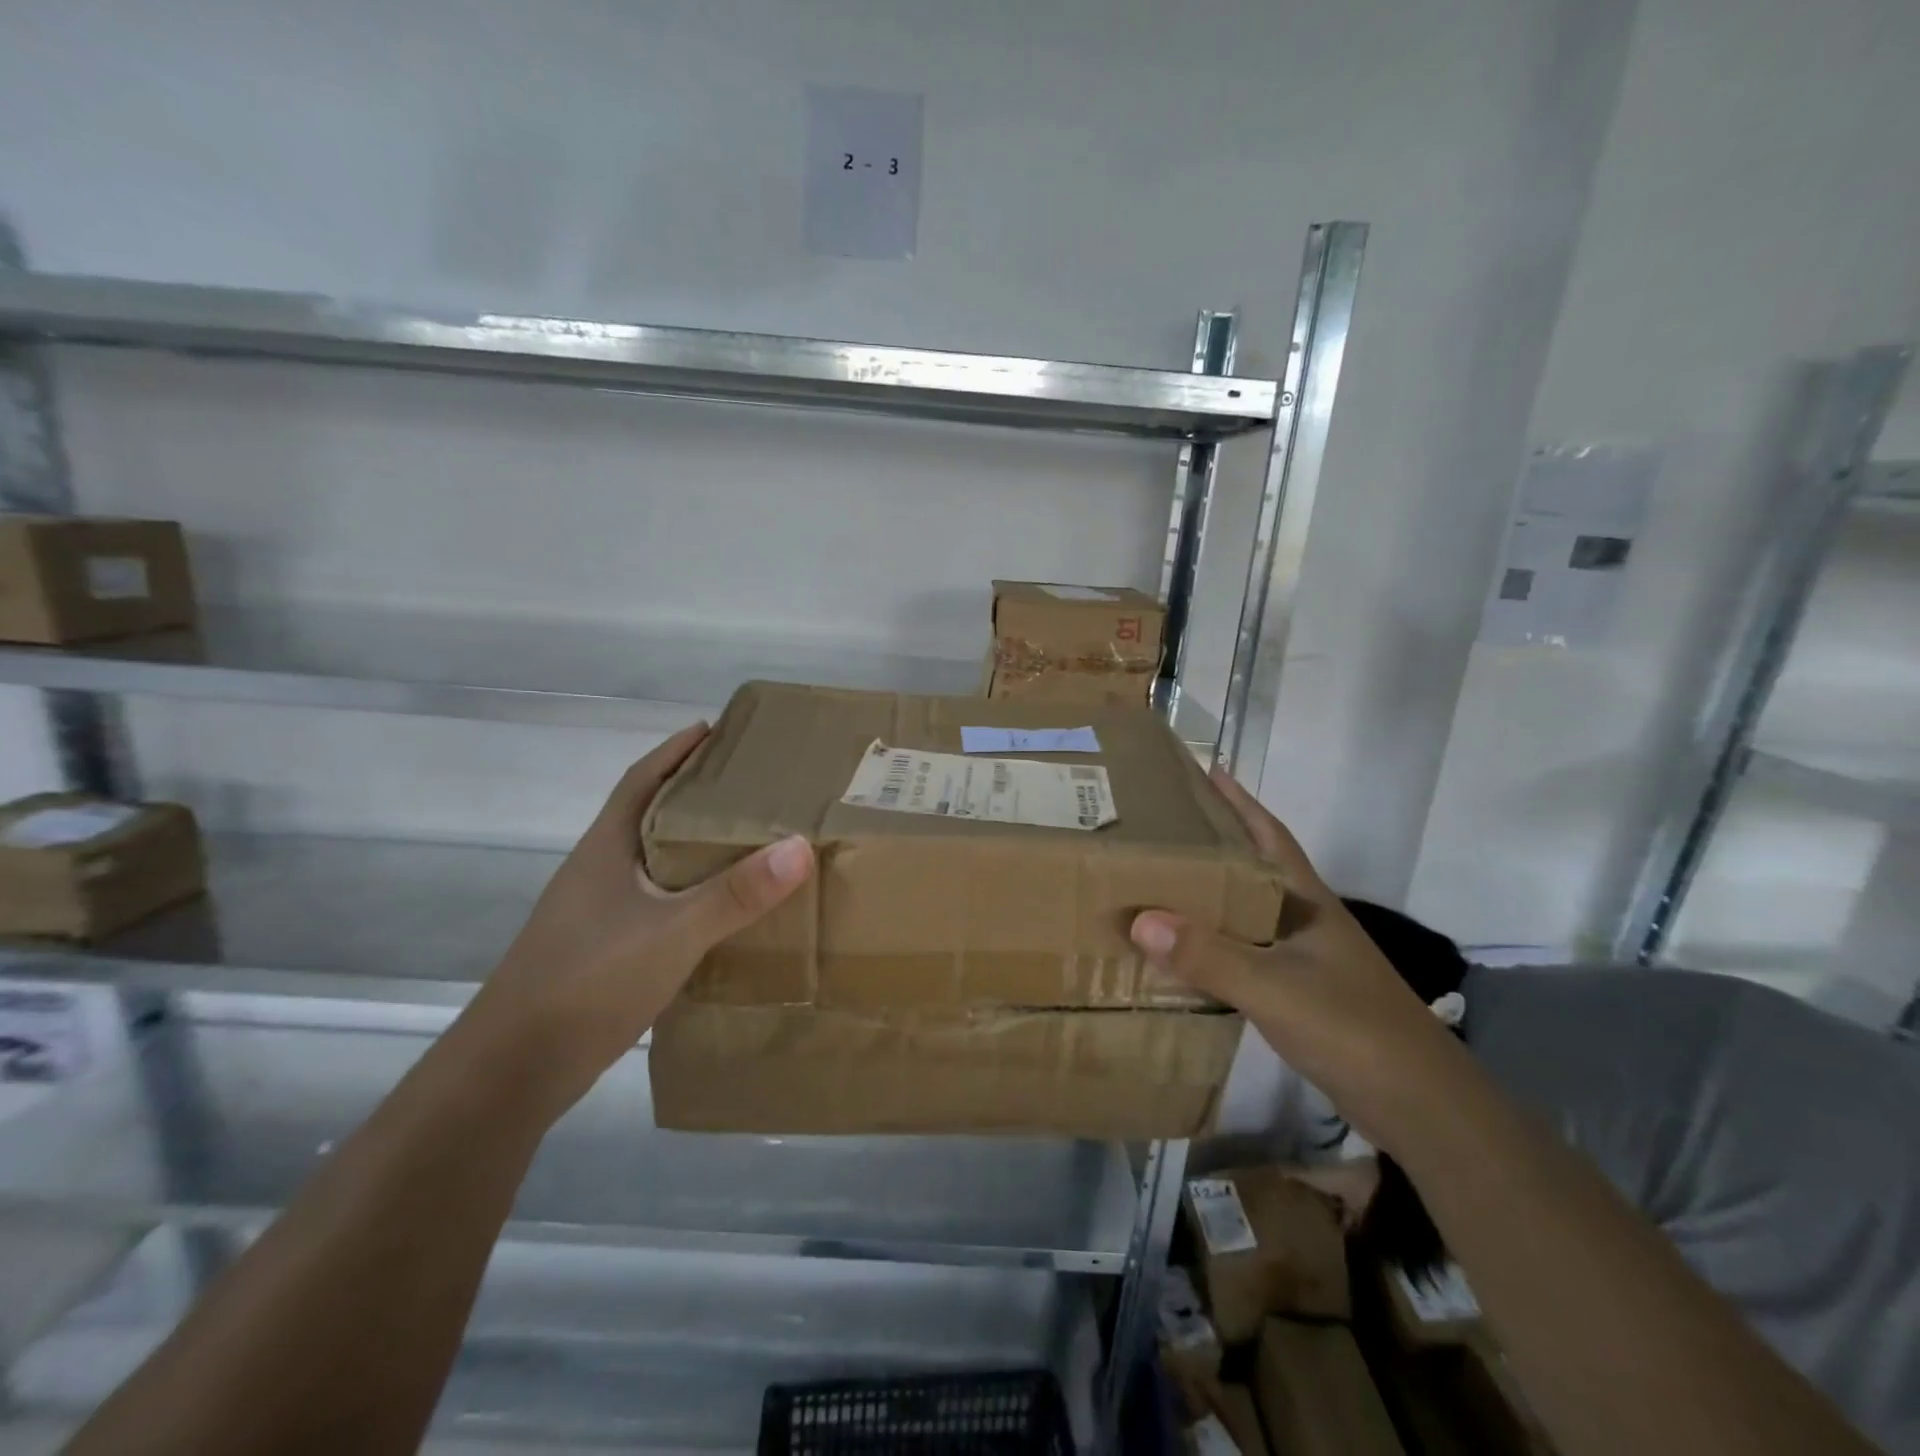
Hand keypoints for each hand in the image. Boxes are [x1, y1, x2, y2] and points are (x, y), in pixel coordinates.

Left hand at [463, 723, 813, 1112]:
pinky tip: (721, 911)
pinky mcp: (603, 951)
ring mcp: (597, 914)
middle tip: (753, 787)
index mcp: (606, 849)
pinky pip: (657, 904)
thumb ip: (736, 893)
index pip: (641, 779)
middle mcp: (599, 872)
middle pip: (650, 816)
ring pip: (654, 863)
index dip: (675, 750)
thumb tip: (800, 846)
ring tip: (749, 842)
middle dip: (695, 795)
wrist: (512, 1072)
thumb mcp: (673, 932)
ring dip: (694, 847)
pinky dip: (690, 894)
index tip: (716, 729)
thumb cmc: (587, 981)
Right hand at [1129, 768, 1469, 1151]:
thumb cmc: (1351, 1028)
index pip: (1270, 836)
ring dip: (1211, 895)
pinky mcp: (1301, 993)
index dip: (1240, 802)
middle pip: (1254, 868)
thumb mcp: (1273, 988)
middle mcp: (1305, 921)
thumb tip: (1139, 920)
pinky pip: (1245, 952)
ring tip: (1162, 882)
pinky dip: (1215, 943)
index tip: (1205, 771)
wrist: (1419, 1105)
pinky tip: (1187, 953)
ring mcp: (1306, 958)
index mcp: (1306, 902)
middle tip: (1162, 828)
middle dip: (1214, 843)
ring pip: (1247, 912)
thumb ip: (1208, 955)